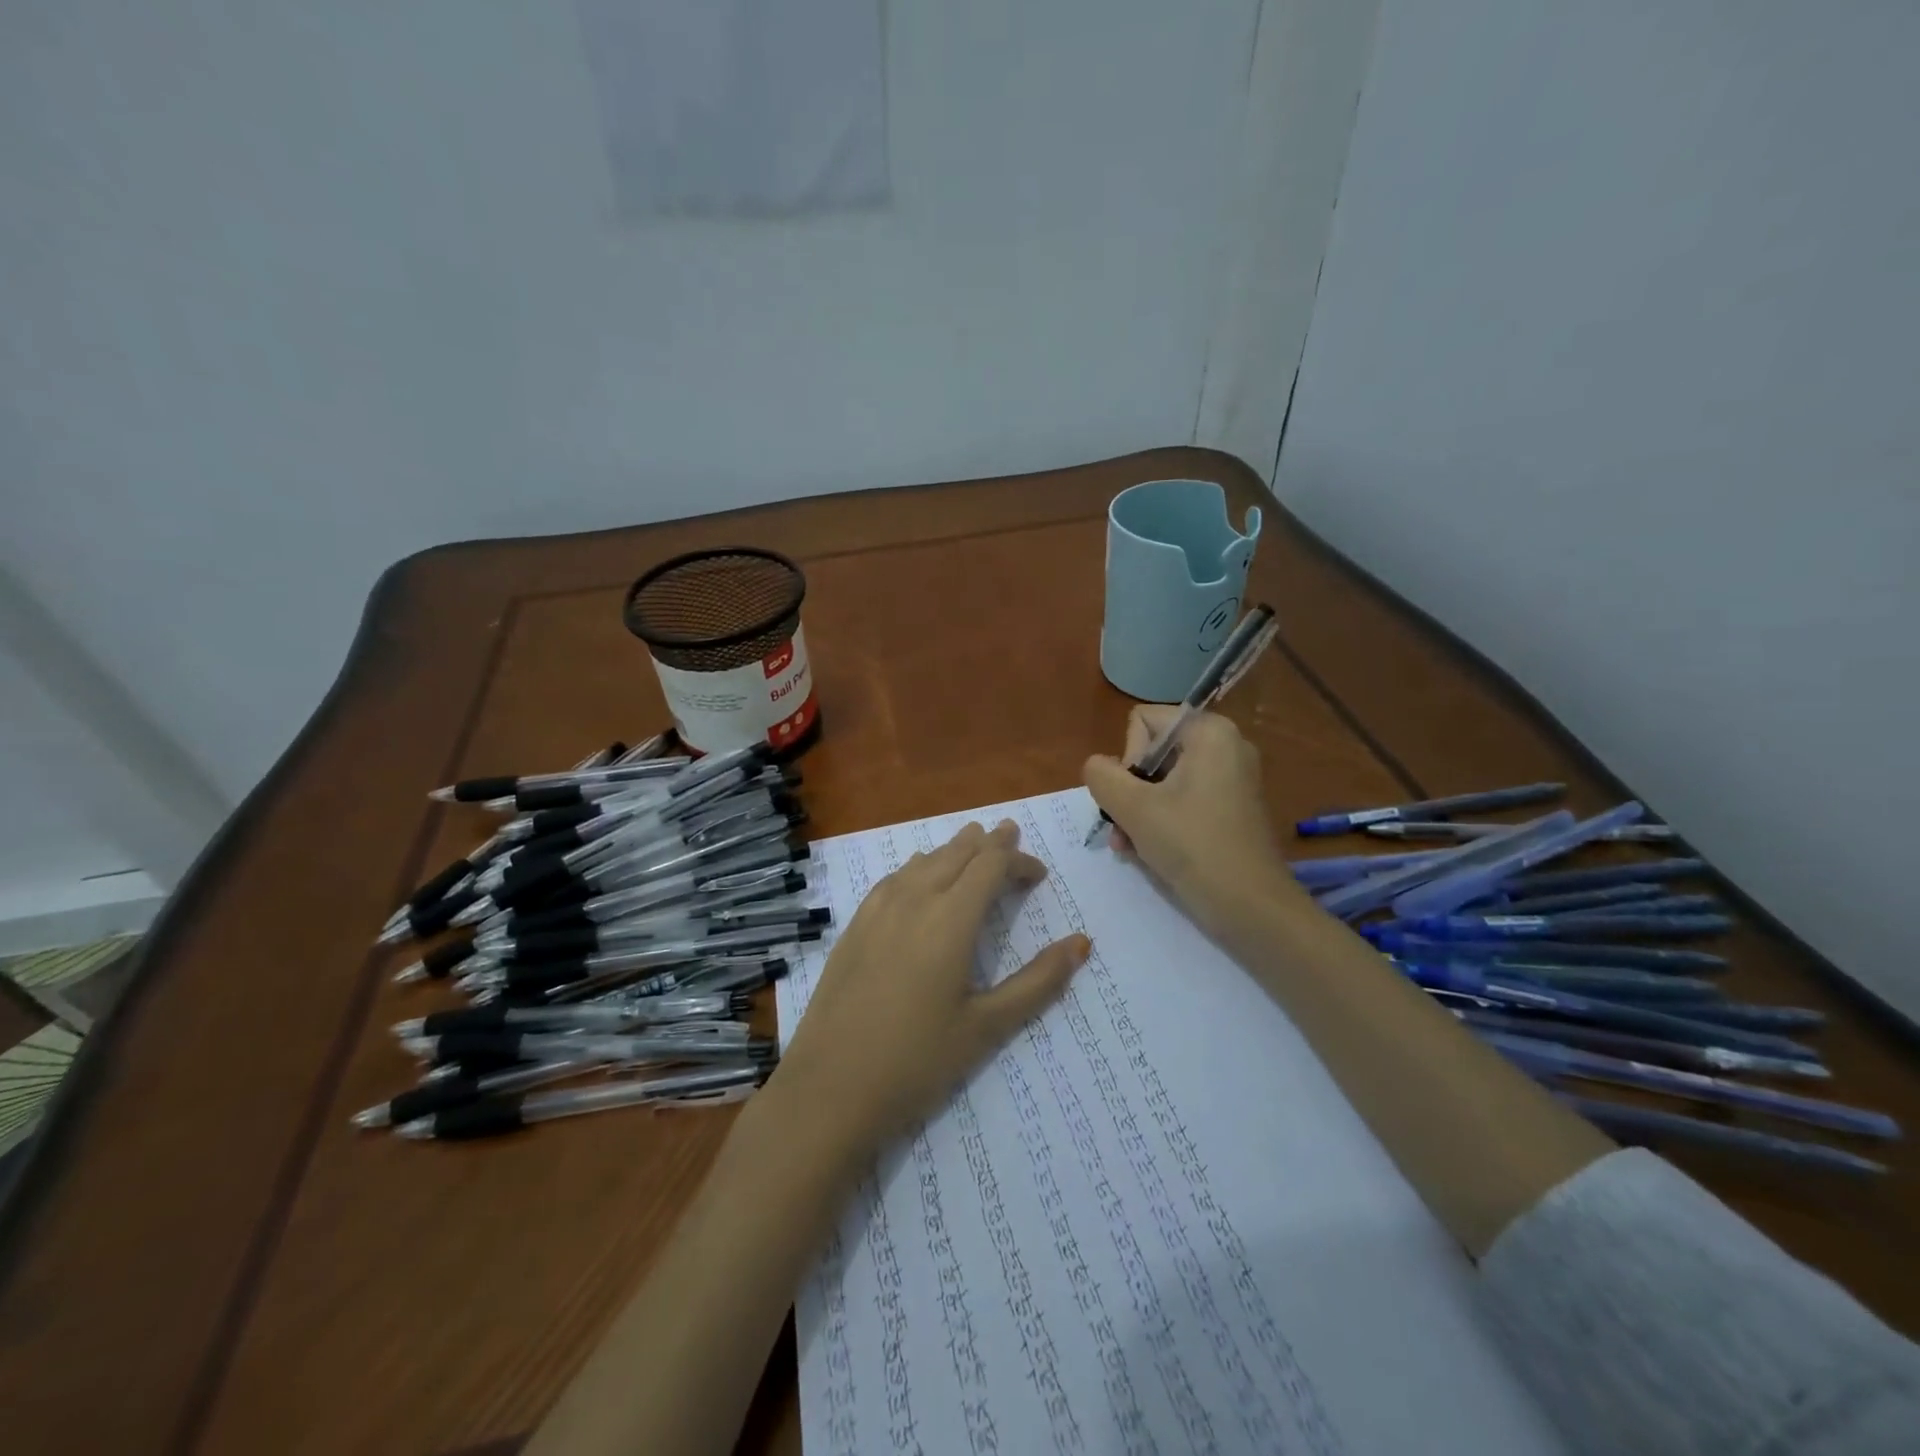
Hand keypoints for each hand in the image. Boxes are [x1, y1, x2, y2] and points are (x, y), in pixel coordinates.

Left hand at [772, 820, 1089, 1157]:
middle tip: (1009, 836)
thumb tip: (1081, 944)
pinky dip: (918, 867)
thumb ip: (1037, 982)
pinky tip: (918, 877)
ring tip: (971, 845)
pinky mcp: (854, 927)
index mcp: (950, 919)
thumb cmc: (916, 1062)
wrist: (828, 1090)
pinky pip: (894, 878)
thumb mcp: (986, 1027)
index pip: (990, 866)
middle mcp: (913, 900)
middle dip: (987, 844)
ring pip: (922, 861)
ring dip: (952, 850)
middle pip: (956, 853)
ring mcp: (877, 911)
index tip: (1038, 874)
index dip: (1017, 860)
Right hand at [1083, 706, 1309, 939]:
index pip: (1142, 722)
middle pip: (1151, 753)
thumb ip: (1101, 776)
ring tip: (1128, 846)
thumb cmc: (1192, 846)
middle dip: (1129, 791)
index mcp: (1209, 732)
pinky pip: (1183, 801)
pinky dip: (1161, 821)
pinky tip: (1147, 851)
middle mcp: (1225, 746)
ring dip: (1138, 812)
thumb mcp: (1132, 807)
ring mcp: (1232, 779)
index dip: (1128, 758)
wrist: (1251, 907)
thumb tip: (1098, 767)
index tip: (1136, 796)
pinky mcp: (1232, 808)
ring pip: (1163, 782)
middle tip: (1122, 828)